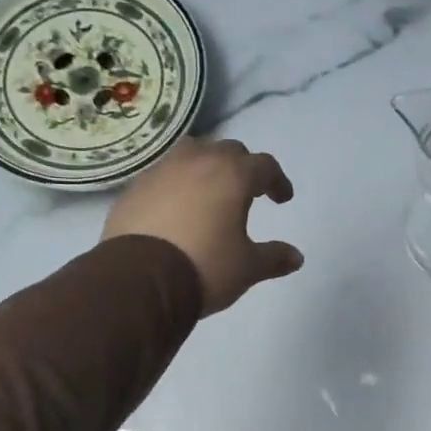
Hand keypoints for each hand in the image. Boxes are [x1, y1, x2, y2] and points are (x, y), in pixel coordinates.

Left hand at [103, 138, 304, 314]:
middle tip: (247, 191)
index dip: (277, 180)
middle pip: (227, 151)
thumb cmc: (204, 267)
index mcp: (232, 175)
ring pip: (191, 154)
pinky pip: (162, 176)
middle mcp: (197, 162)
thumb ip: (273, 258)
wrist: (139, 279)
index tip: (282, 199)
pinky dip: (176, 185)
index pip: (264, 165)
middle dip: (242, 167)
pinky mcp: (134, 188)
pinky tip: (175, 209)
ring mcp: (161, 171)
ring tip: (209, 190)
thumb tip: (296, 257)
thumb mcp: (246, 268)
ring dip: (206, 166)